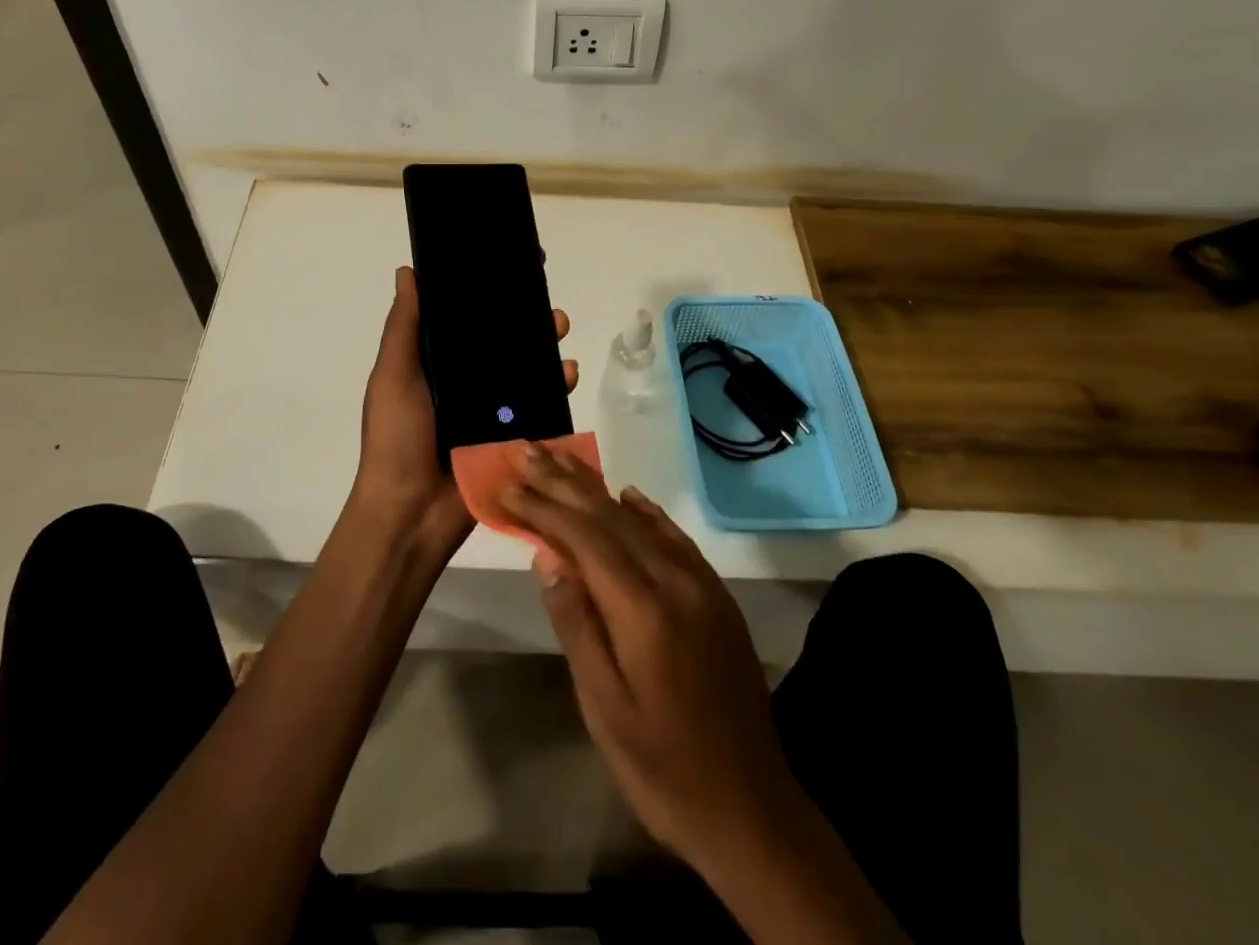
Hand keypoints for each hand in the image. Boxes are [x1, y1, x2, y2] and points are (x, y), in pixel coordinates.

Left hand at [351, 267, 577, 556]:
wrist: (411, 514)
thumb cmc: (396, 438)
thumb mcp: (393, 376)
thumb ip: (404, 327)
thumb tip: (409, 271)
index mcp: (435, 366)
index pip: (465, 322)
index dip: (486, 297)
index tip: (510, 269)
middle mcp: (465, 384)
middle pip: (502, 344)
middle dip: (525, 321)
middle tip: (546, 303)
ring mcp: (491, 412)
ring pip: (525, 372)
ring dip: (546, 349)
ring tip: (561, 330)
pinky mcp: (512, 438)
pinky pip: (539, 407)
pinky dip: (556, 389)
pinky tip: (568, 373)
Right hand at [504, 450, 798, 870]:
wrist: (752, 808)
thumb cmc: (662, 768)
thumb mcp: (604, 708)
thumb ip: (577, 624)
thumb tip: (547, 556)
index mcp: (643, 609)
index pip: (583, 538)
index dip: (542, 507)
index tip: (507, 484)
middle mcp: (675, 580)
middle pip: (609, 516)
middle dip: (563, 481)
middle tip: (526, 450)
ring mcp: (701, 584)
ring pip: (639, 520)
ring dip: (597, 488)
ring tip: (561, 460)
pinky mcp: (716, 595)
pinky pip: (674, 537)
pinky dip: (645, 511)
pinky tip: (626, 495)